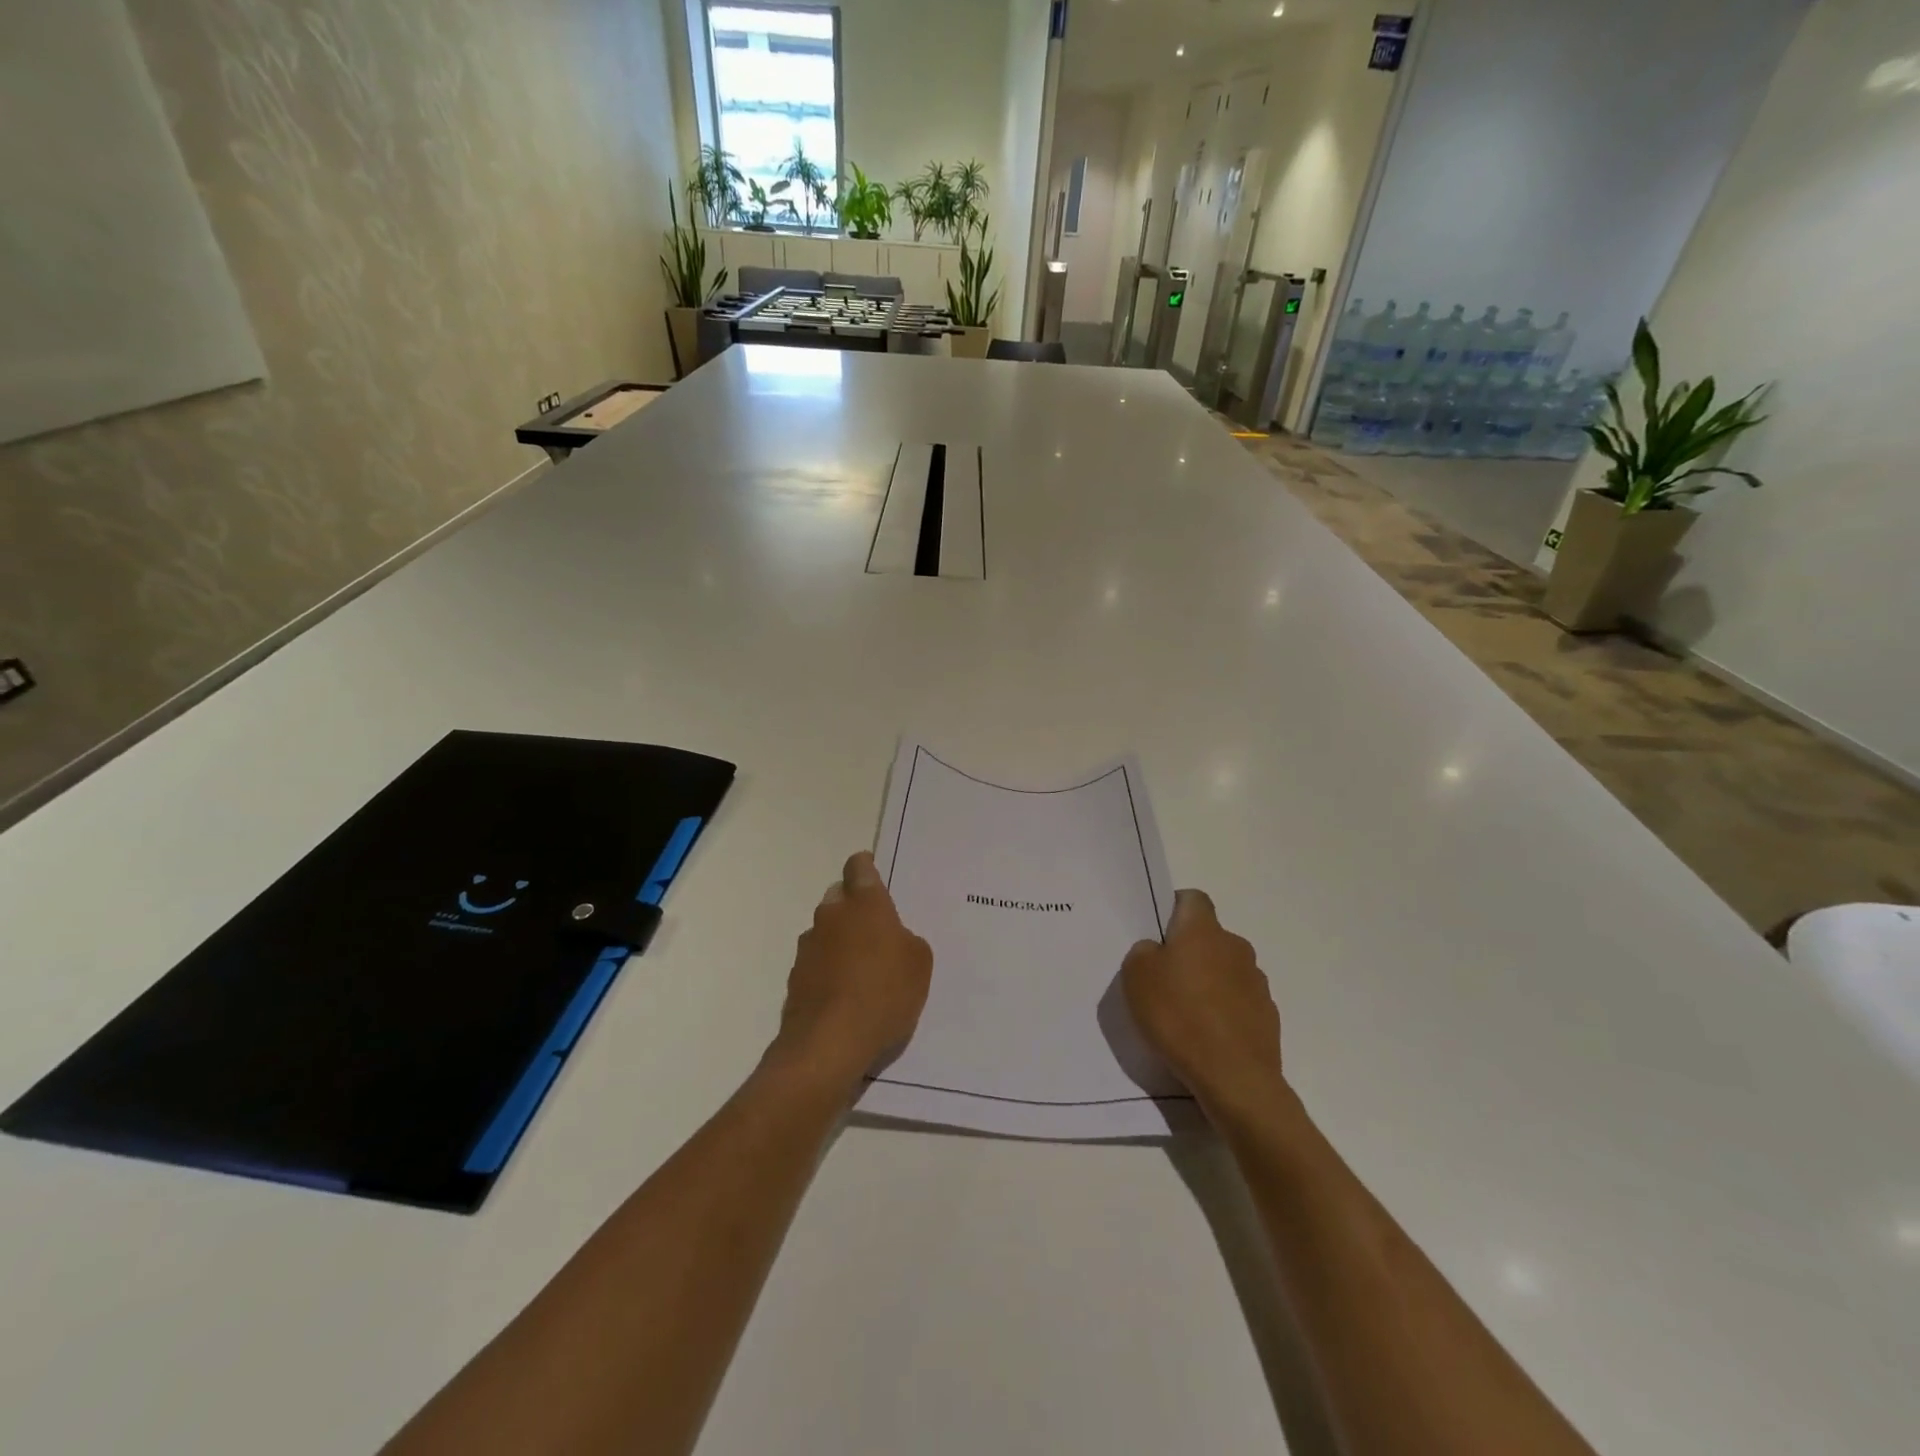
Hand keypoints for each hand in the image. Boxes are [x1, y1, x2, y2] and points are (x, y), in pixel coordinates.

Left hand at [771, 852, 932, 1086]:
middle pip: (839, 897)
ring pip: (826, 930)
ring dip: (840, 940)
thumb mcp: (919, 964)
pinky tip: (845, 993)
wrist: (828, 1044)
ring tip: (862, 968)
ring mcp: (809, 946)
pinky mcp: (796, 976)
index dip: (866, 867)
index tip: (873, 875)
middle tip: (876, 929)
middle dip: (854, 907)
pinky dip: (829, 969)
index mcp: (864, 904)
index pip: (859, 867)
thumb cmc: (883, 994)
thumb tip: (894, 939)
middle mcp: (831, 915)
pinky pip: (817, 961)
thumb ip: (907, 941)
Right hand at [1123, 889, 1283, 1115]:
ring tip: (1185, 1015)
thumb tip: (1157, 952)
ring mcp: (1256, 982)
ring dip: (1208, 983)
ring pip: (1225, 970)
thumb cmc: (1178, 1017)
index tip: (1158, 934)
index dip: (1175, 909)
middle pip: (1209, 938)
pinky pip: (1239, 1002)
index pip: (1193, 899)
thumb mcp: (1136, 977)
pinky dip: (1224, 1012)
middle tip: (1164, 980)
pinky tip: (1207, 1037)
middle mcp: (1235, 947)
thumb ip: (1143, 953)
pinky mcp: (1267, 1016)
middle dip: (1189, 952)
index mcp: (1203, 930)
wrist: (1234, 1078)